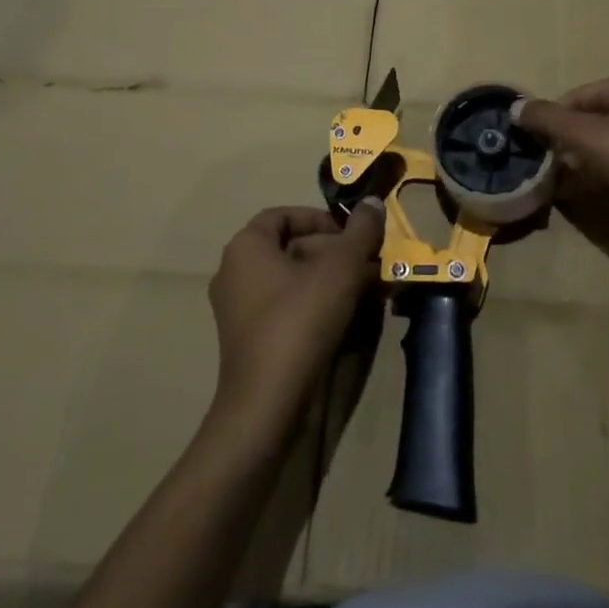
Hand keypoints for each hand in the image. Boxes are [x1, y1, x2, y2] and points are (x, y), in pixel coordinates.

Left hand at [207, 202, 384, 437]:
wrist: (267, 405)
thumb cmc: (300, 320)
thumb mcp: (342, 267)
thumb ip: (361, 230)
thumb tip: (372, 202)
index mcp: (246, 246)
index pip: (284, 215)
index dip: (321, 219)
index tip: (352, 235)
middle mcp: (235, 272)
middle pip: (292, 248)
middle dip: (335, 253)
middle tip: (369, 265)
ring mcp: (239, 310)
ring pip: (294, 281)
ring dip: (332, 281)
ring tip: (368, 292)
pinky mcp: (250, 341)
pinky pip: (287, 309)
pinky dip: (317, 306)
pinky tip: (349, 319)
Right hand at [517, 72, 608, 234]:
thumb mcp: (590, 136)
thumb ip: (550, 121)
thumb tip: (514, 108)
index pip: (574, 97)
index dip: (550, 119)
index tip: (528, 146)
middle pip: (587, 121)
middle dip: (561, 144)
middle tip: (538, 168)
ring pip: (601, 146)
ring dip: (576, 163)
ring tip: (552, 186)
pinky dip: (595, 178)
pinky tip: (577, 196)